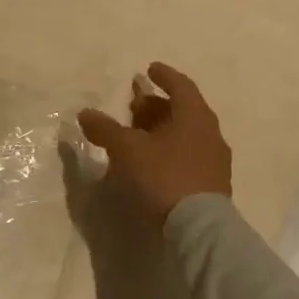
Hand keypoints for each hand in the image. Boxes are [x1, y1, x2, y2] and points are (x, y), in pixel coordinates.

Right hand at [77, 63, 232, 225]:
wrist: (198, 229)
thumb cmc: (163, 175)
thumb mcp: (126, 149)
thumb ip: (105, 129)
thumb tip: (85, 113)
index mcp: (194, 116)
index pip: (180, 86)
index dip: (164, 76)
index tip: (149, 69)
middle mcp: (209, 134)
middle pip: (182, 111)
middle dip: (157, 105)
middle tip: (134, 105)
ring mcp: (213, 161)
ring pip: (184, 135)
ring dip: (161, 130)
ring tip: (137, 134)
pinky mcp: (210, 185)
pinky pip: (186, 156)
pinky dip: (167, 151)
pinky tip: (149, 162)